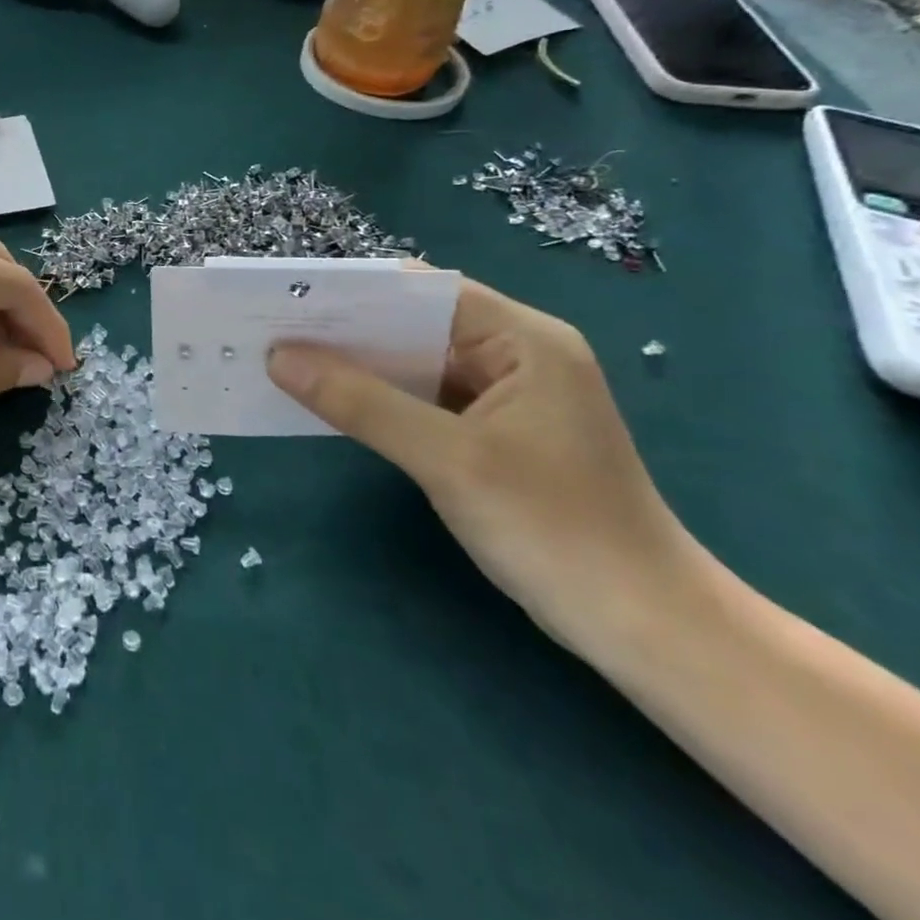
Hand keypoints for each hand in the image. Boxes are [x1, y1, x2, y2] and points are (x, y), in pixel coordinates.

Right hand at [267, 279, 697, 655]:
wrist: (645, 630)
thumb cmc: (555, 530)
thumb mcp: (448, 460)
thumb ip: (361, 402)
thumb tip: (279, 357)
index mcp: (523, 340)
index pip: (426, 290)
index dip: (356, 290)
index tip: (289, 297)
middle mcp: (515, 355)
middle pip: (416, 323)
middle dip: (348, 328)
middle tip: (274, 329)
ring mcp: (505, 396)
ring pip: (415, 362)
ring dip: (359, 364)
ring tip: (289, 359)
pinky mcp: (493, 433)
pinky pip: (422, 398)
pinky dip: (379, 397)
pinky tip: (331, 401)